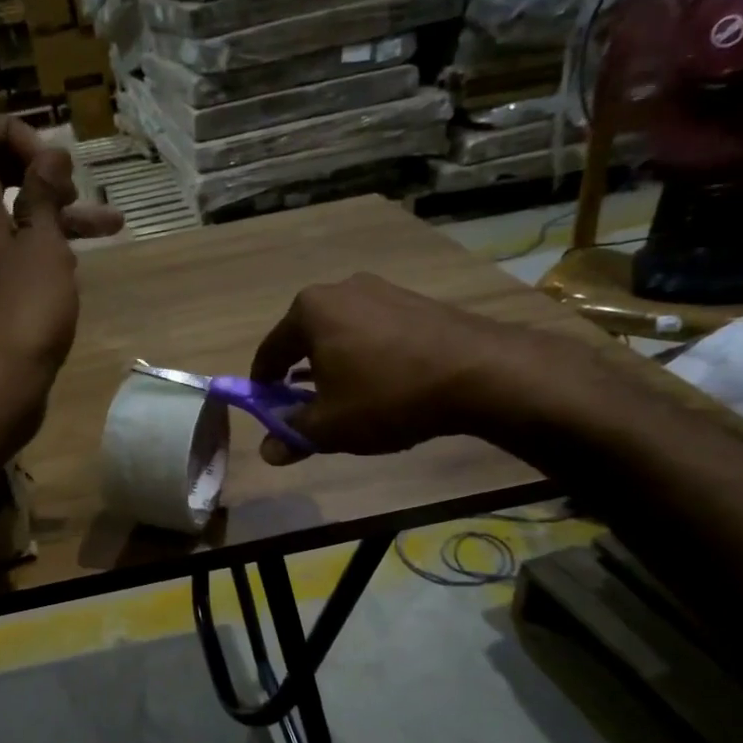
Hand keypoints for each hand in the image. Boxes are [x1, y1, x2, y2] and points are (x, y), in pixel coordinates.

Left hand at [0, 114, 121, 403]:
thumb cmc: (23, 309)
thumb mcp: (43, 245)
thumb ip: (44, 194)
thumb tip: (49, 156)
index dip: (15, 132)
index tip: (52, 163)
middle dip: (40, 170)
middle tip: (73, 188)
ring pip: (12, 214)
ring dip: (57, 212)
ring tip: (111, 222)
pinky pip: (14, 250)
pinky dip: (47, 246)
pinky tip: (85, 257)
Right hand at [248, 273, 608, 464]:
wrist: (479, 372)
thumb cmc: (387, 395)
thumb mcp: (330, 426)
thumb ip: (293, 434)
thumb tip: (268, 452)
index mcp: (309, 311)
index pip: (270, 351)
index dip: (262, 385)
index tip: (265, 409)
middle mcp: (340, 290)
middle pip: (306, 338)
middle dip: (300, 374)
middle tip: (307, 409)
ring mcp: (382, 290)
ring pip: (342, 334)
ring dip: (336, 365)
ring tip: (348, 399)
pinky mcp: (415, 300)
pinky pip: (375, 331)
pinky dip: (368, 357)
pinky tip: (384, 384)